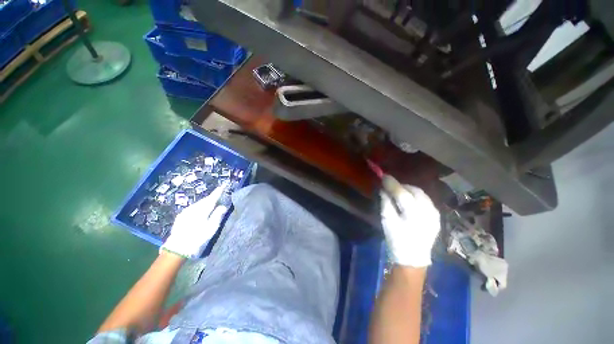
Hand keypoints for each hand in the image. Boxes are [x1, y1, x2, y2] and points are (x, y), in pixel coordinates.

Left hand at [161, 184, 228, 258]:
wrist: (177, 249)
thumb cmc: (197, 238)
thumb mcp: (211, 228)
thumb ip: (218, 215)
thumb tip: (223, 206)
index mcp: (202, 210)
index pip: (212, 197)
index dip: (218, 191)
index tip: (223, 185)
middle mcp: (193, 208)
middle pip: (205, 200)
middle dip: (212, 197)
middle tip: (219, 196)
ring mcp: (185, 212)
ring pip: (198, 204)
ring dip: (206, 203)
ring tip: (211, 205)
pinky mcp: (181, 217)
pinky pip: (193, 208)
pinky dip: (199, 207)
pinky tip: (200, 212)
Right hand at [380, 176, 440, 266]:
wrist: (413, 259)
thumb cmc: (397, 241)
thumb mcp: (387, 221)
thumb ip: (386, 203)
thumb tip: (384, 189)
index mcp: (413, 216)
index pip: (402, 193)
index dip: (392, 183)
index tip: (384, 176)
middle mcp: (428, 212)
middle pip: (415, 191)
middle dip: (402, 186)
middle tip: (391, 186)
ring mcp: (435, 215)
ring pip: (422, 194)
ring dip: (409, 190)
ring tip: (399, 192)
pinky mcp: (436, 217)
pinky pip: (426, 200)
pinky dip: (416, 196)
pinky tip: (409, 200)